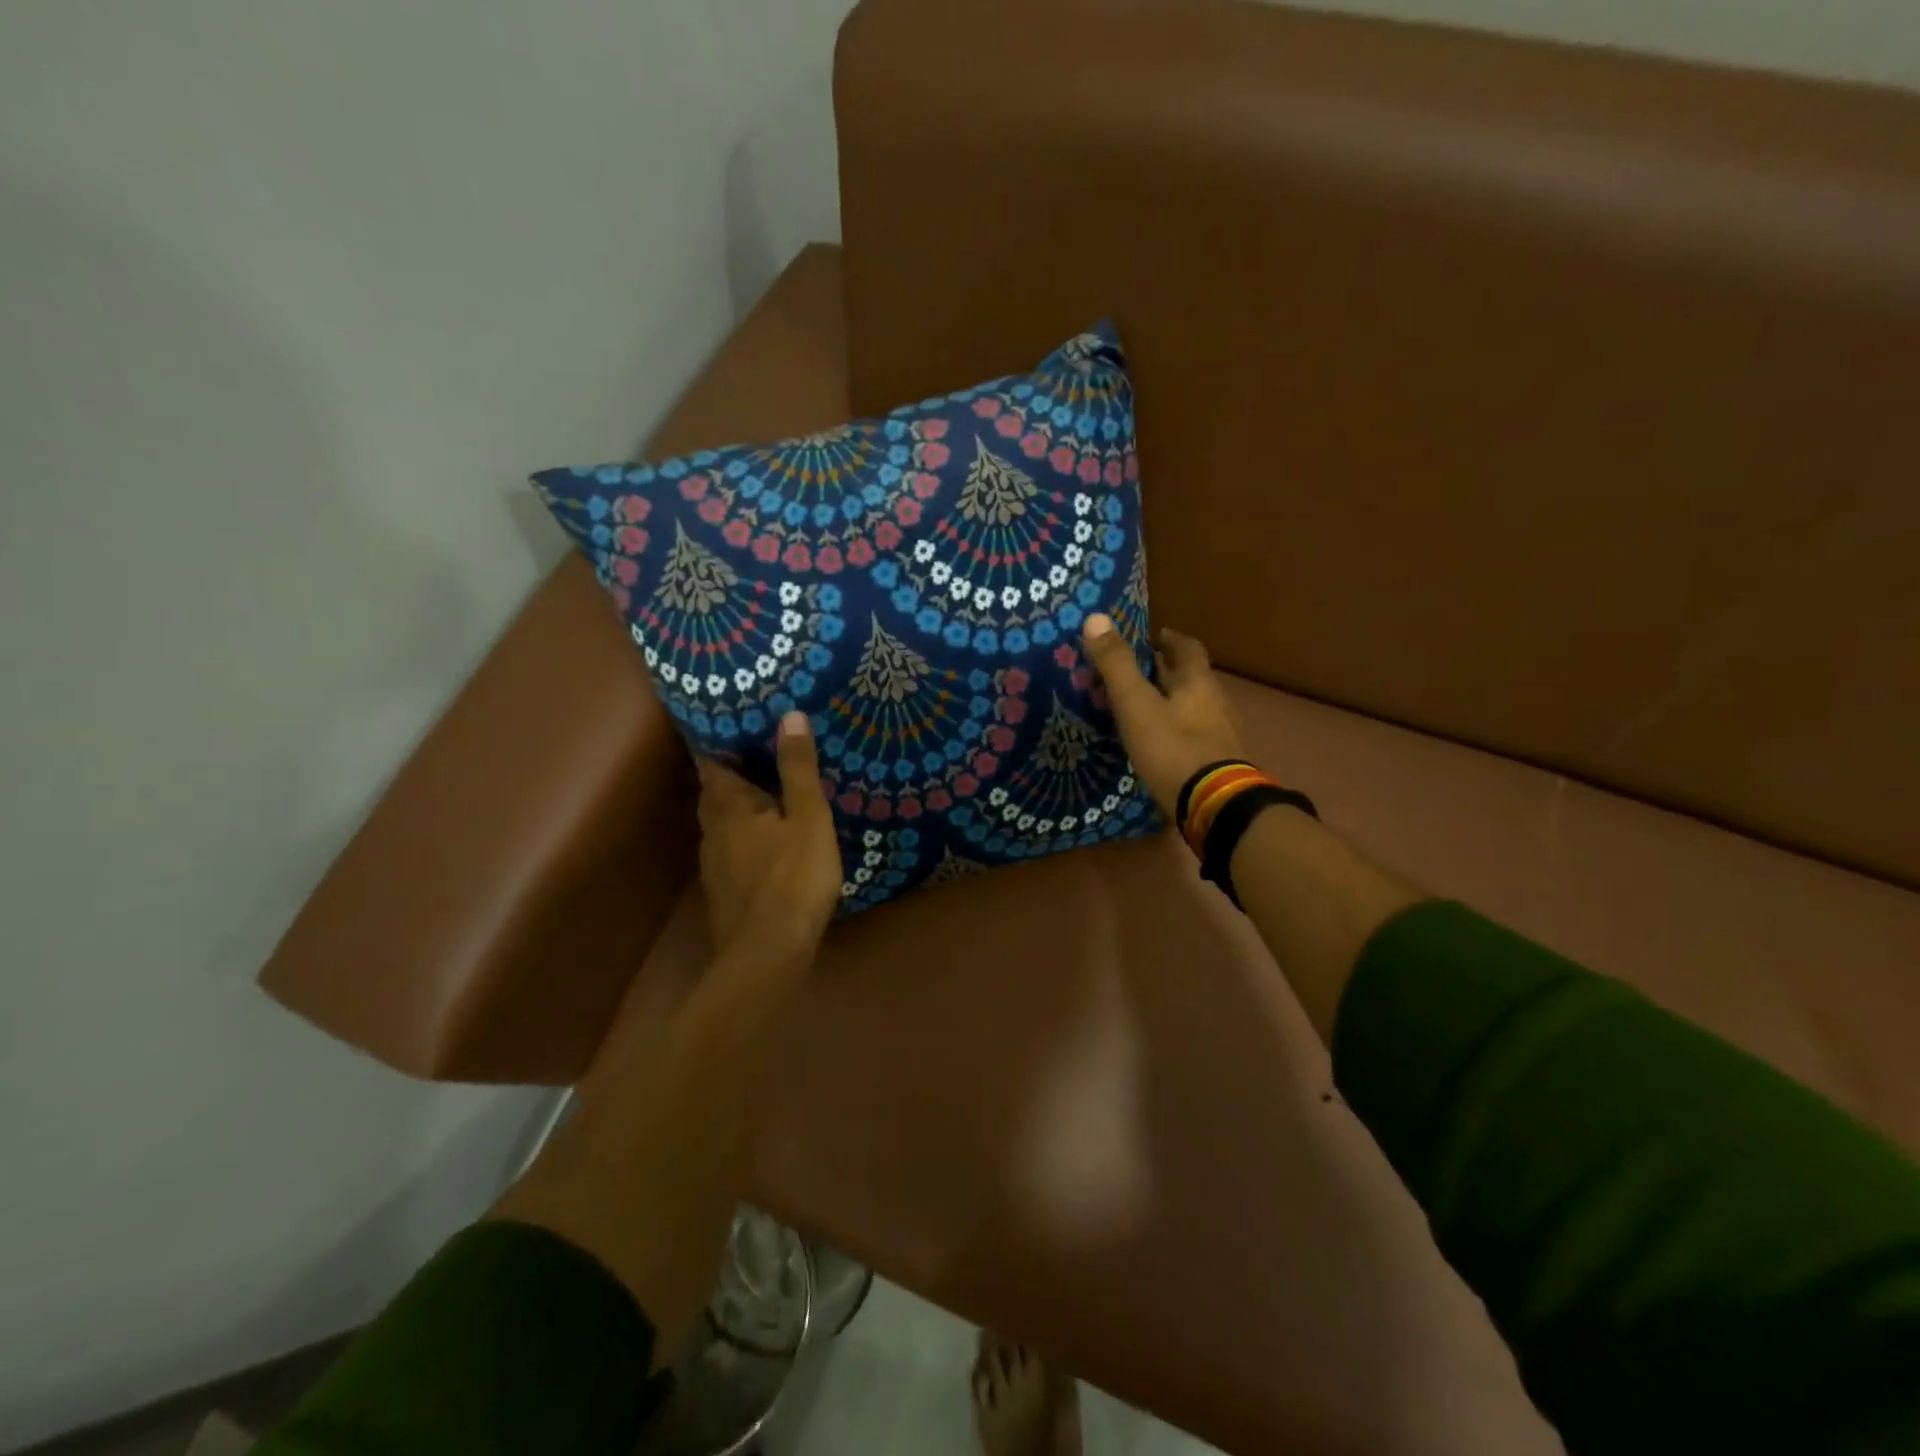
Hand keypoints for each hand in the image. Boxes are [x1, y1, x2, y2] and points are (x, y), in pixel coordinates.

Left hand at [696, 712, 841, 961]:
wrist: (768, 953)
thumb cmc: (793, 878)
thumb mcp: (808, 817)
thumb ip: (798, 768)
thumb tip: (788, 715)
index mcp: (728, 807)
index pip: (712, 763)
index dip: (721, 742)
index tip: (742, 726)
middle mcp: (712, 831)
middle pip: (715, 793)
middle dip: (733, 774)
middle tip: (763, 756)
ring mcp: (715, 864)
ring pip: (722, 824)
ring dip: (740, 808)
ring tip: (769, 794)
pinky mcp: (725, 891)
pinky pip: (732, 849)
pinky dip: (746, 836)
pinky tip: (769, 843)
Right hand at [1083, 614, 1244, 819]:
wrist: (1214, 806)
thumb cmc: (1173, 748)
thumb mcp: (1136, 704)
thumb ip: (1116, 665)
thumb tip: (1095, 618)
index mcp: (1198, 683)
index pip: (1188, 648)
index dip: (1170, 639)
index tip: (1152, 636)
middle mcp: (1215, 703)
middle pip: (1191, 678)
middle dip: (1167, 671)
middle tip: (1136, 671)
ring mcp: (1220, 735)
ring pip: (1193, 708)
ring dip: (1171, 702)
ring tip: (1141, 707)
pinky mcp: (1216, 764)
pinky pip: (1193, 736)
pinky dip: (1174, 731)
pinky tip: (1157, 743)